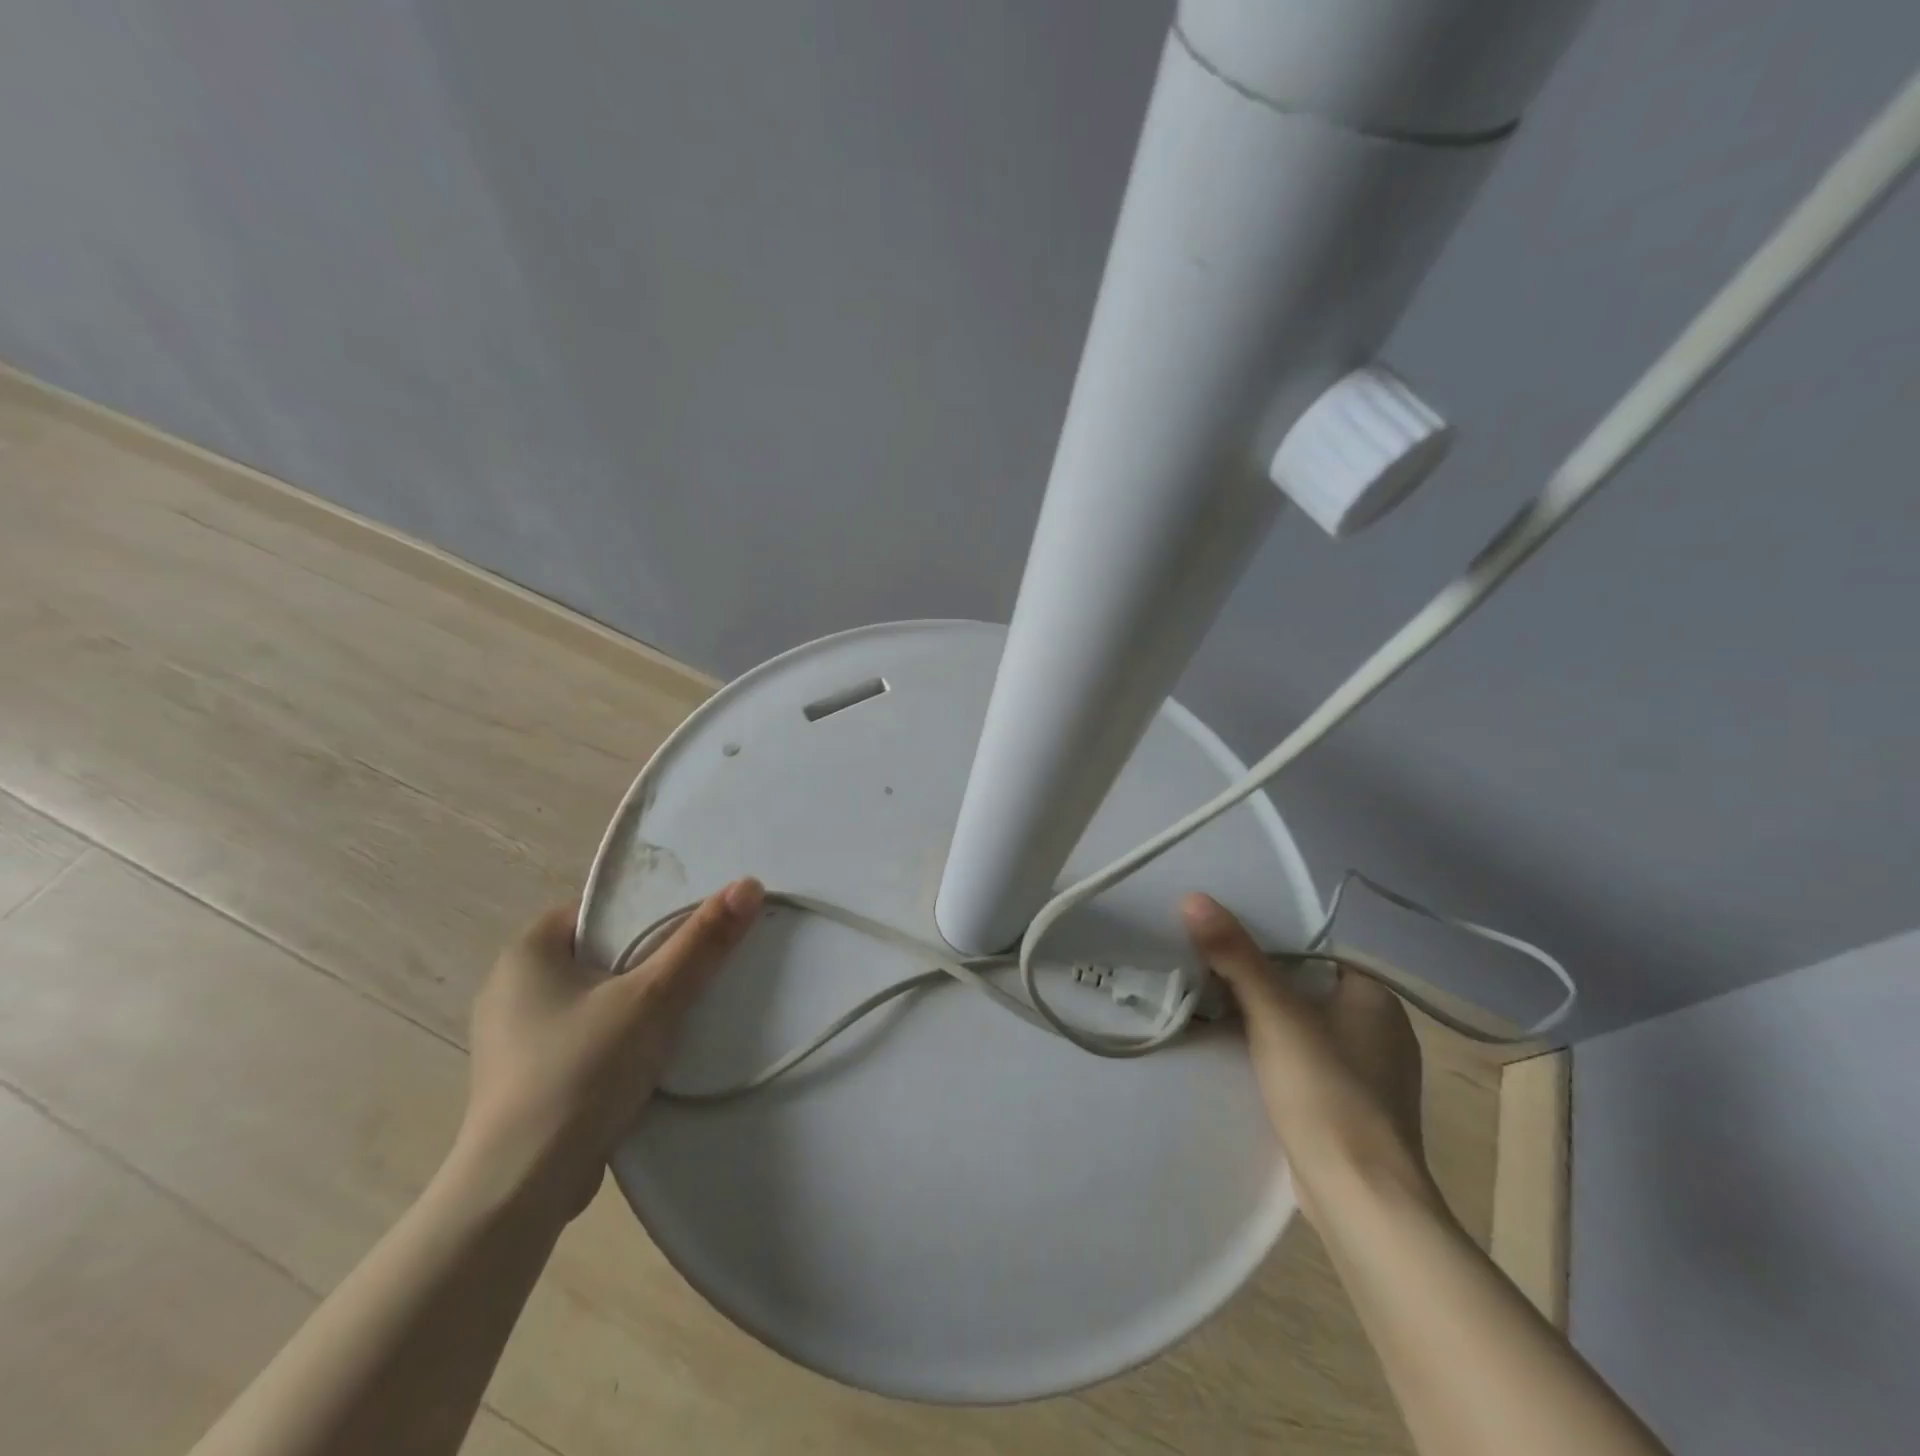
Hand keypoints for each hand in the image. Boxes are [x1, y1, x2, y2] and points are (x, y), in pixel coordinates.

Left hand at [457, 878, 763, 1216]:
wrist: (521, 1190)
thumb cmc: (580, 1072)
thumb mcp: (653, 998)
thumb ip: (702, 942)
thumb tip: (749, 885)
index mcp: (527, 952)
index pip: (601, 909)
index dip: (649, 911)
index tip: (693, 926)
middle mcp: (511, 986)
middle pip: (602, 952)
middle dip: (649, 959)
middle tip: (698, 963)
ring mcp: (514, 1036)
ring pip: (596, 996)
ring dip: (636, 1001)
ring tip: (683, 1006)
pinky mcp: (525, 1077)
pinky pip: (585, 1034)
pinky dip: (618, 1035)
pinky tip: (650, 1051)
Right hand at [1181, 892, 1439, 1227]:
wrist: (1362, 1199)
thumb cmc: (1326, 1091)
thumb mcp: (1274, 1014)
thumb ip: (1235, 955)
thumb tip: (1193, 897)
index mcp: (1377, 999)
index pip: (1311, 955)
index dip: (1265, 950)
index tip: (1220, 950)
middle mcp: (1383, 1032)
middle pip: (1304, 992)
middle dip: (1260, 988)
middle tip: (1209, 981)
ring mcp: (1372, 1076)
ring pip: (1305, 1030)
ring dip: (1266, 1026)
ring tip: (1216, 1016)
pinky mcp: (1355, 1111)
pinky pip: (1308, 1065)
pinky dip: (1279, 1060)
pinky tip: (1246, 1065)